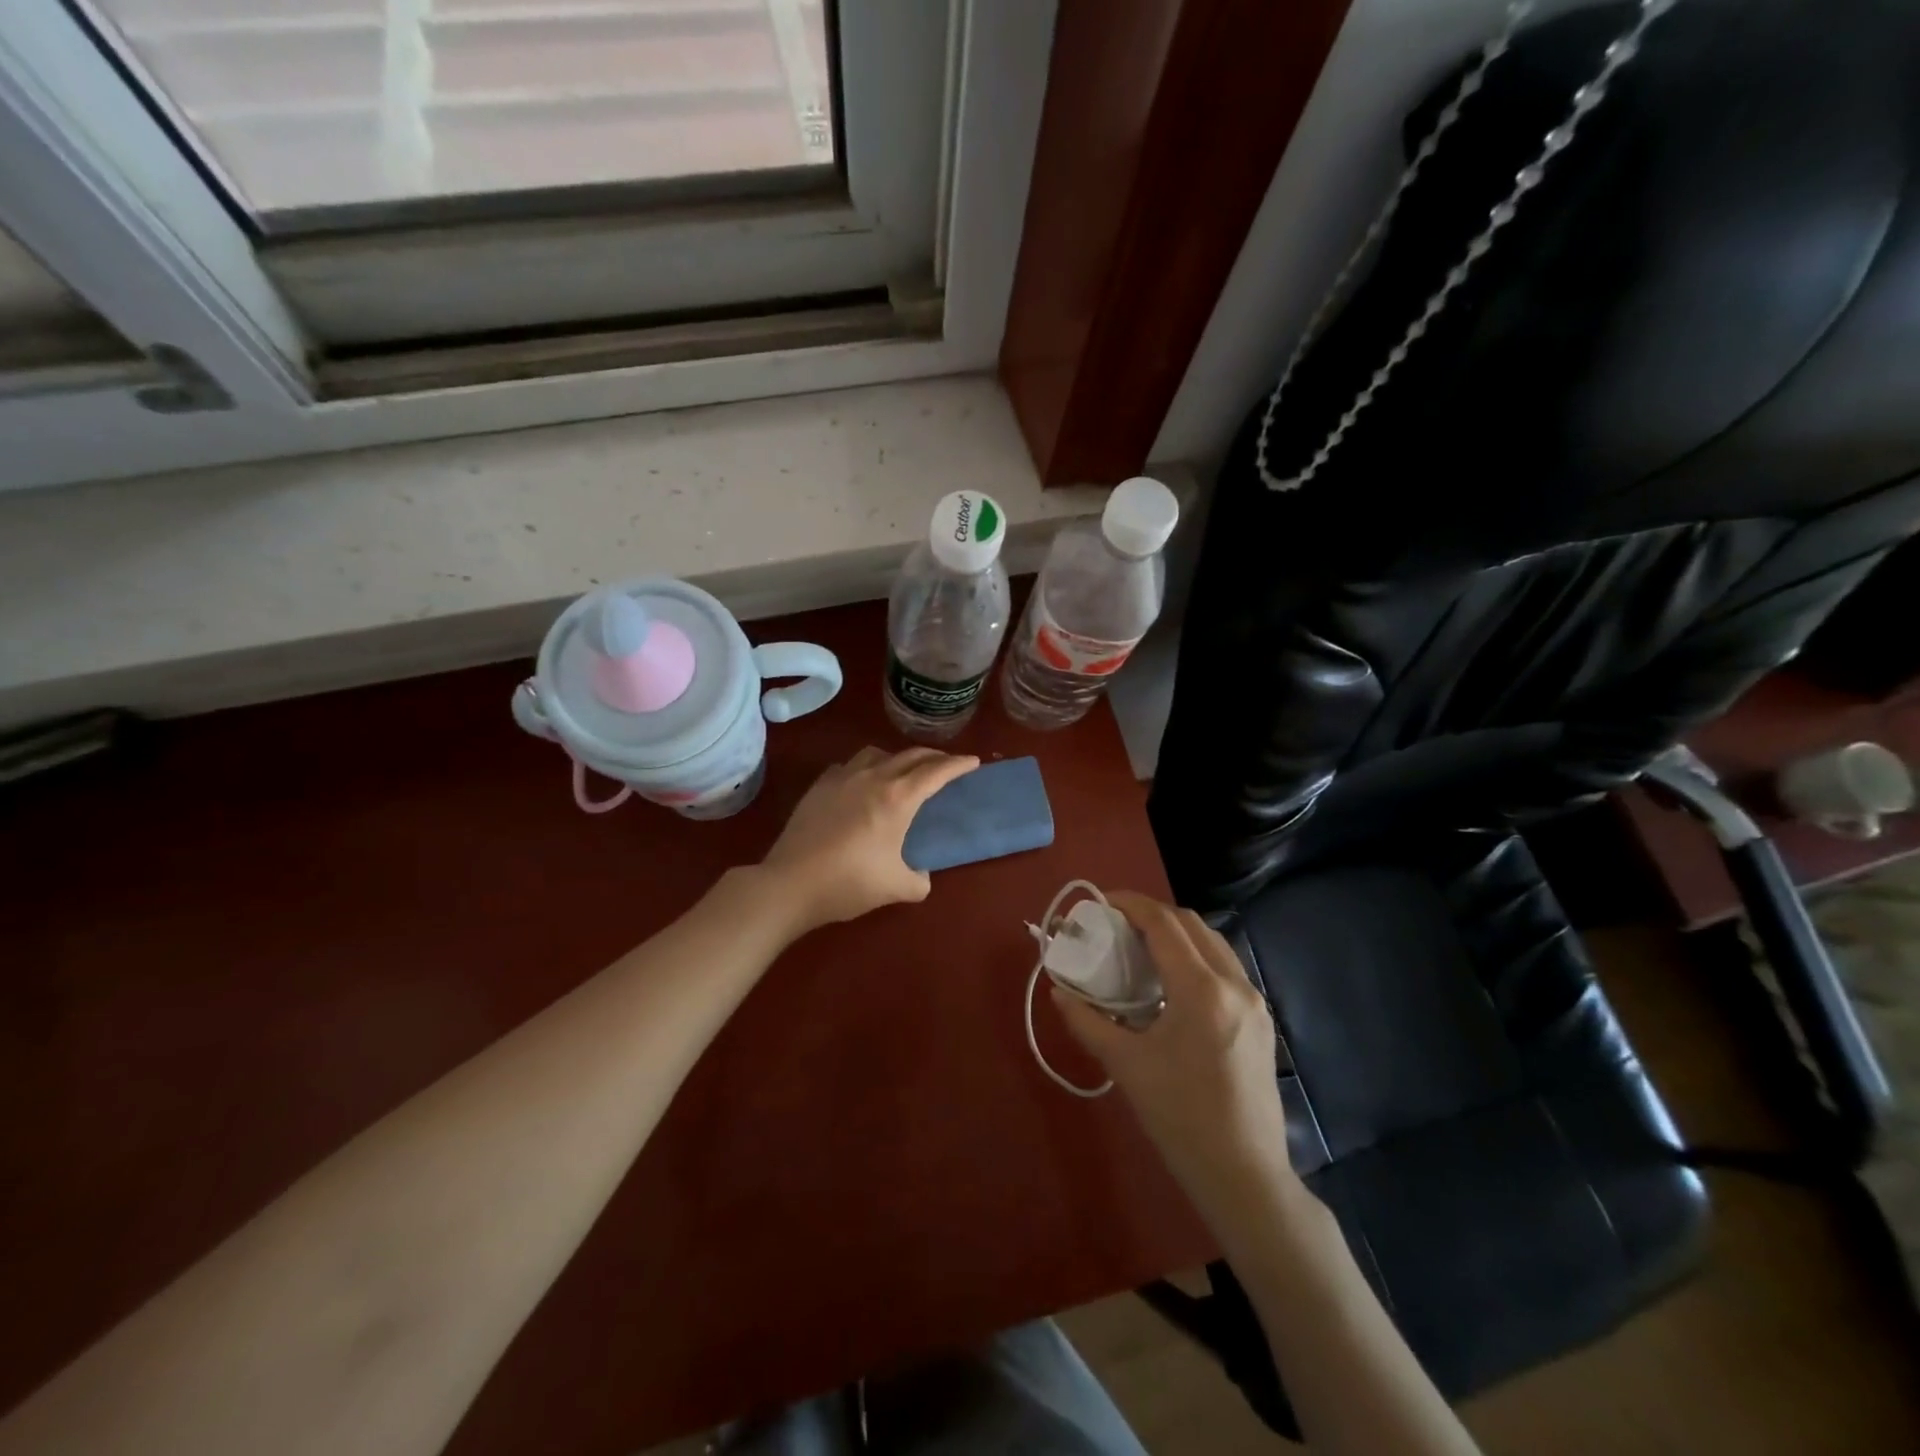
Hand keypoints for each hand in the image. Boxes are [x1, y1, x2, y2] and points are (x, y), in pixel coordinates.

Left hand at [759, 747, 977, 932]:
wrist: (790, 883)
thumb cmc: (849, 883)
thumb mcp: (896, 888)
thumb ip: (919, 880)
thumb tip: (921, 876)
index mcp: (898, 797)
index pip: (936, 771)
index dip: (958, 765)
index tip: (973, 761)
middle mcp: (873, 778)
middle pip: (910, 755)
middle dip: (933, 757)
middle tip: (946, 764)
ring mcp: (842, 778)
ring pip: (877, 753)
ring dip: (897, 757)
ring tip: (902, 771)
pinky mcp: (819, 787)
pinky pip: (849, 765)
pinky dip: (865, 768)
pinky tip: (861, 783)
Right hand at [1051, 891, 1295, 1219]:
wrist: (1244, 1175)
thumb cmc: (1179, 1118)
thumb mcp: (1125, 1065)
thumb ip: (1087, 1021)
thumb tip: (1059, 991)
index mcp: (1201, 990)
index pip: (1163, 924)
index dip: (1129, 904)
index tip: (1100, 902)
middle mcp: (1234, 984)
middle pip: (1190, 923)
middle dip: (1151, 914)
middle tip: (1115, 924)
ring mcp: (1254, 1001)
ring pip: (1212, 942)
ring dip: (1176, 933)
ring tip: (1140, 947)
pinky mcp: (1261, 1019)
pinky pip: (1224, 967)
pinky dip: (1195, 956)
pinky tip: (1171, 981)